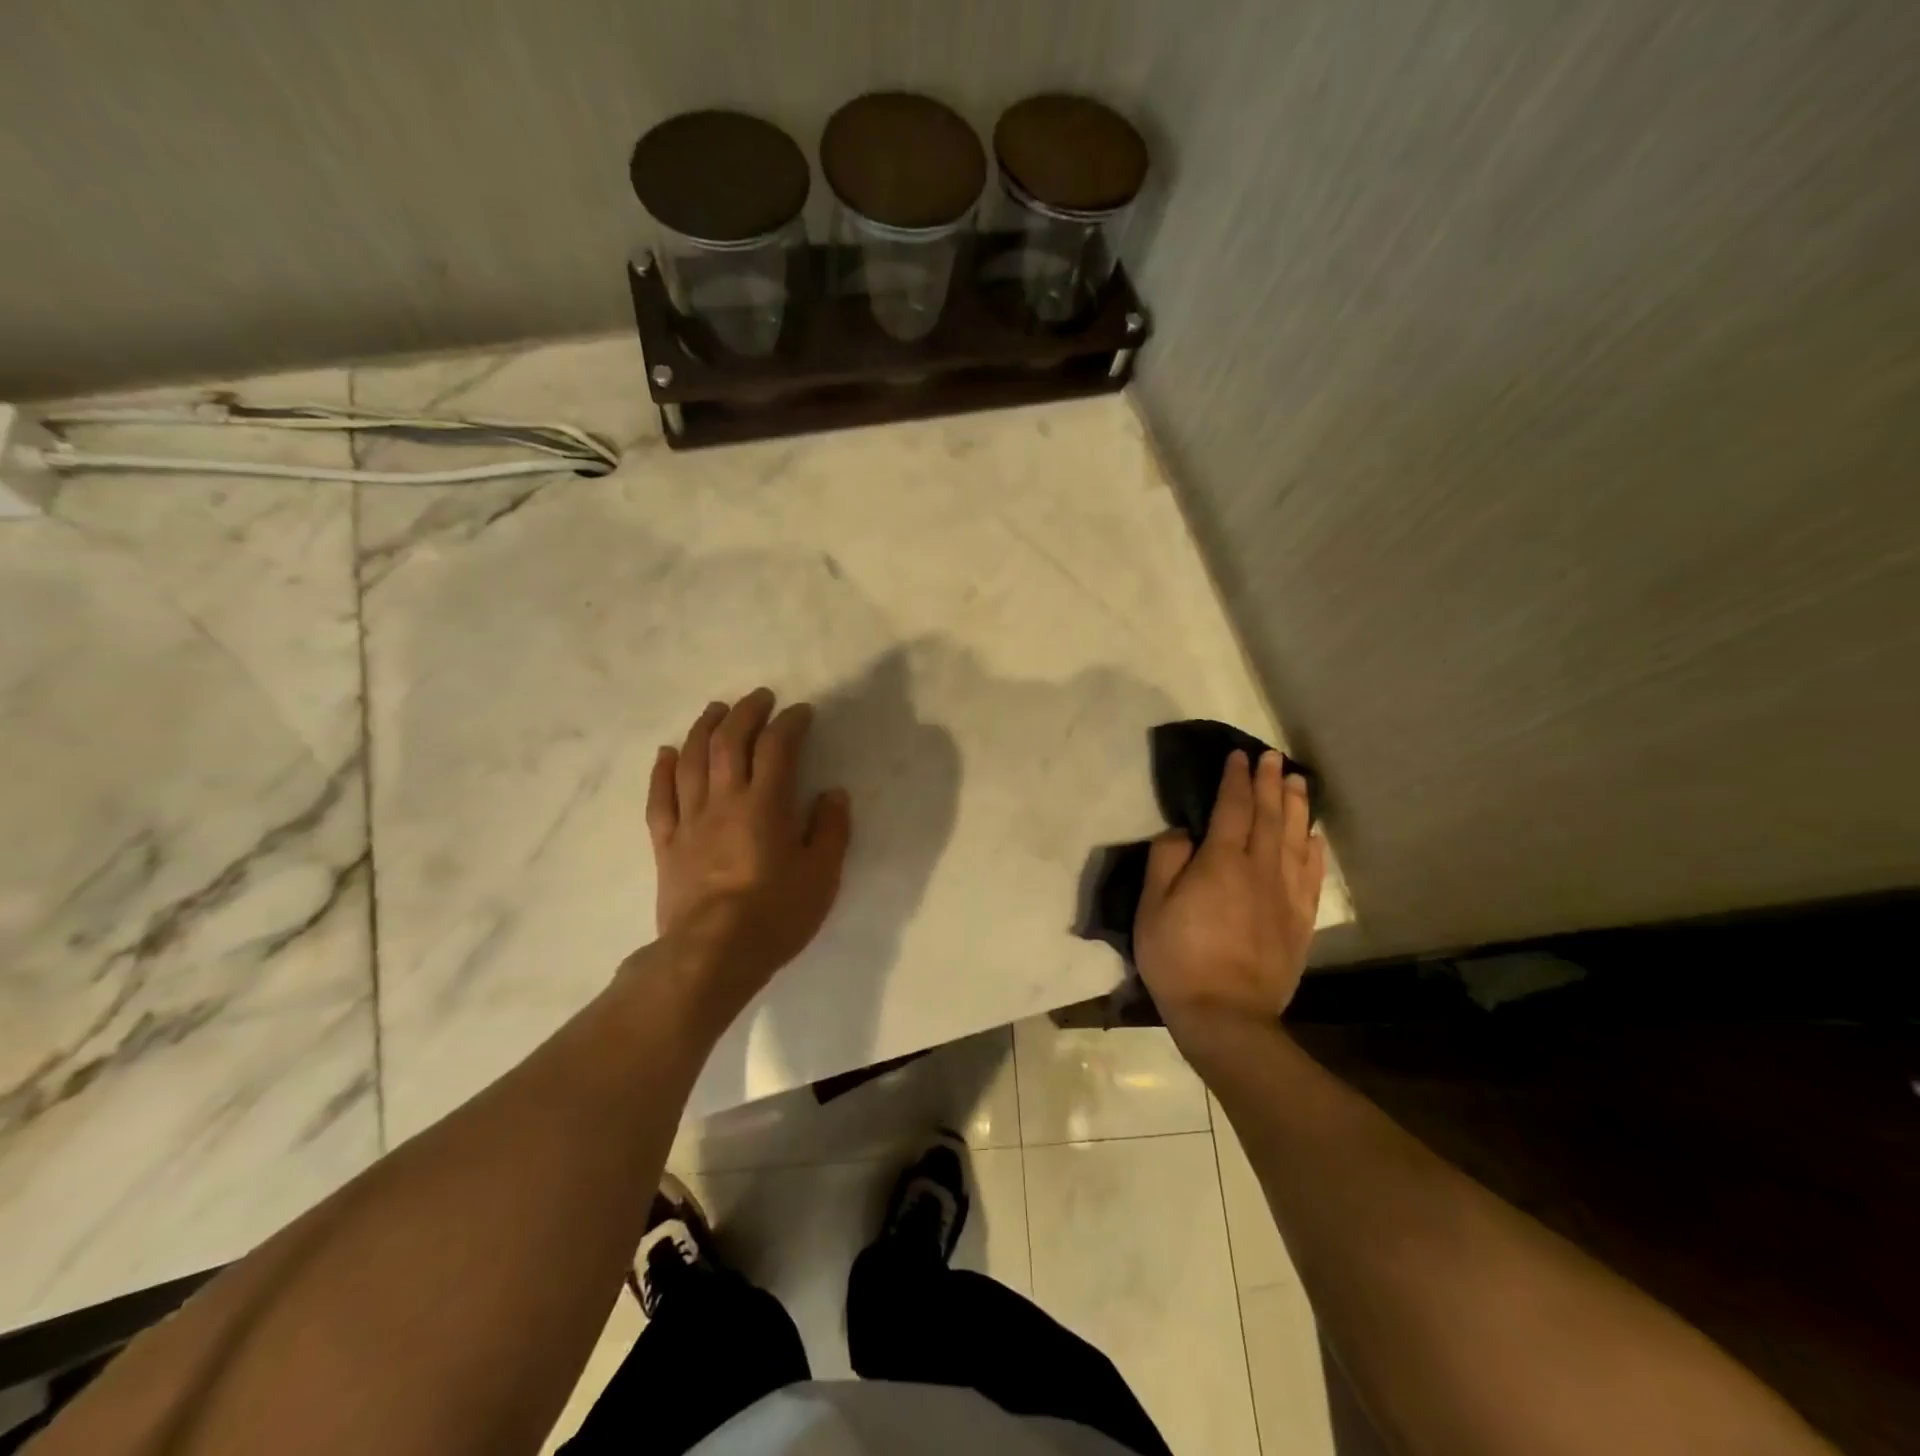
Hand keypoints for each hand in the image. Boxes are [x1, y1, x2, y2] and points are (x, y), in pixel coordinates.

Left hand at [639, 688, 850, 1027]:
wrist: (712, 955)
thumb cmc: (775, 914)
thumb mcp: (822, 875)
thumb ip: (830, 829)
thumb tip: (832, 793)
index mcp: (766, 805)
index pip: (777, 747)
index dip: (790, 723)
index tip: (801, 712)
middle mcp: (725, 800)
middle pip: (729, 742)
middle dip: (746, 713)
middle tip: (760, 698)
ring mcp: (690, 820)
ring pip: (691, 760)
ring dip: (703, 728)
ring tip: (716, 710)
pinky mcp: (666, 843)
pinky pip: (659, 798)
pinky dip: (662, 770)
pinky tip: (666, 753)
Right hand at [1134, 749, 1324, 1045]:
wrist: (1226, 1016)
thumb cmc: (1179, 959)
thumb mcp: (1152, 908)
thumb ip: (1165, 861)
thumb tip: (1182, 832)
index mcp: (1222, 862)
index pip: (1233, 808)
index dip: (1236, 780)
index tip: (1239, 756)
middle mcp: (1260, 869)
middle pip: (1269, 816)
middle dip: (1270, 782)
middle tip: (1273, 757)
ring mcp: (1285, 895)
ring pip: (1296, 839)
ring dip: (1297, 806)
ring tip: (1298, 782)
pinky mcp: (1300, 921)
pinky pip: (1311, 875)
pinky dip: (1314, 849)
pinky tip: (1314, 836)